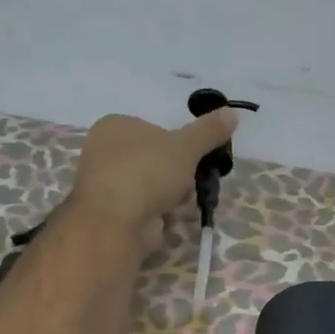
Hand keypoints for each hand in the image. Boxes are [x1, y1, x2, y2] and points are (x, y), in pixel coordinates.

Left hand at [64, 110, 238, 254]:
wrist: (116, 221)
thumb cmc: (148, 172)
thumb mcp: (186, 146)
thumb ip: (209, 131)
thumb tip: (232, 112)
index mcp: (115, 125)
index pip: (155, 130)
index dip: (178, 146)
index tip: (194, 160)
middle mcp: (103, 151)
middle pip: (153, 160)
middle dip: (175, 175)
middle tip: (190, 183)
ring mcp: (104, 184)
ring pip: (149, 186)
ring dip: (168, 197)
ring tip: (180, 204)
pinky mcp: (108, 213)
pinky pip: (141, 209)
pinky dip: (156, 215)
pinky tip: (165, 220)